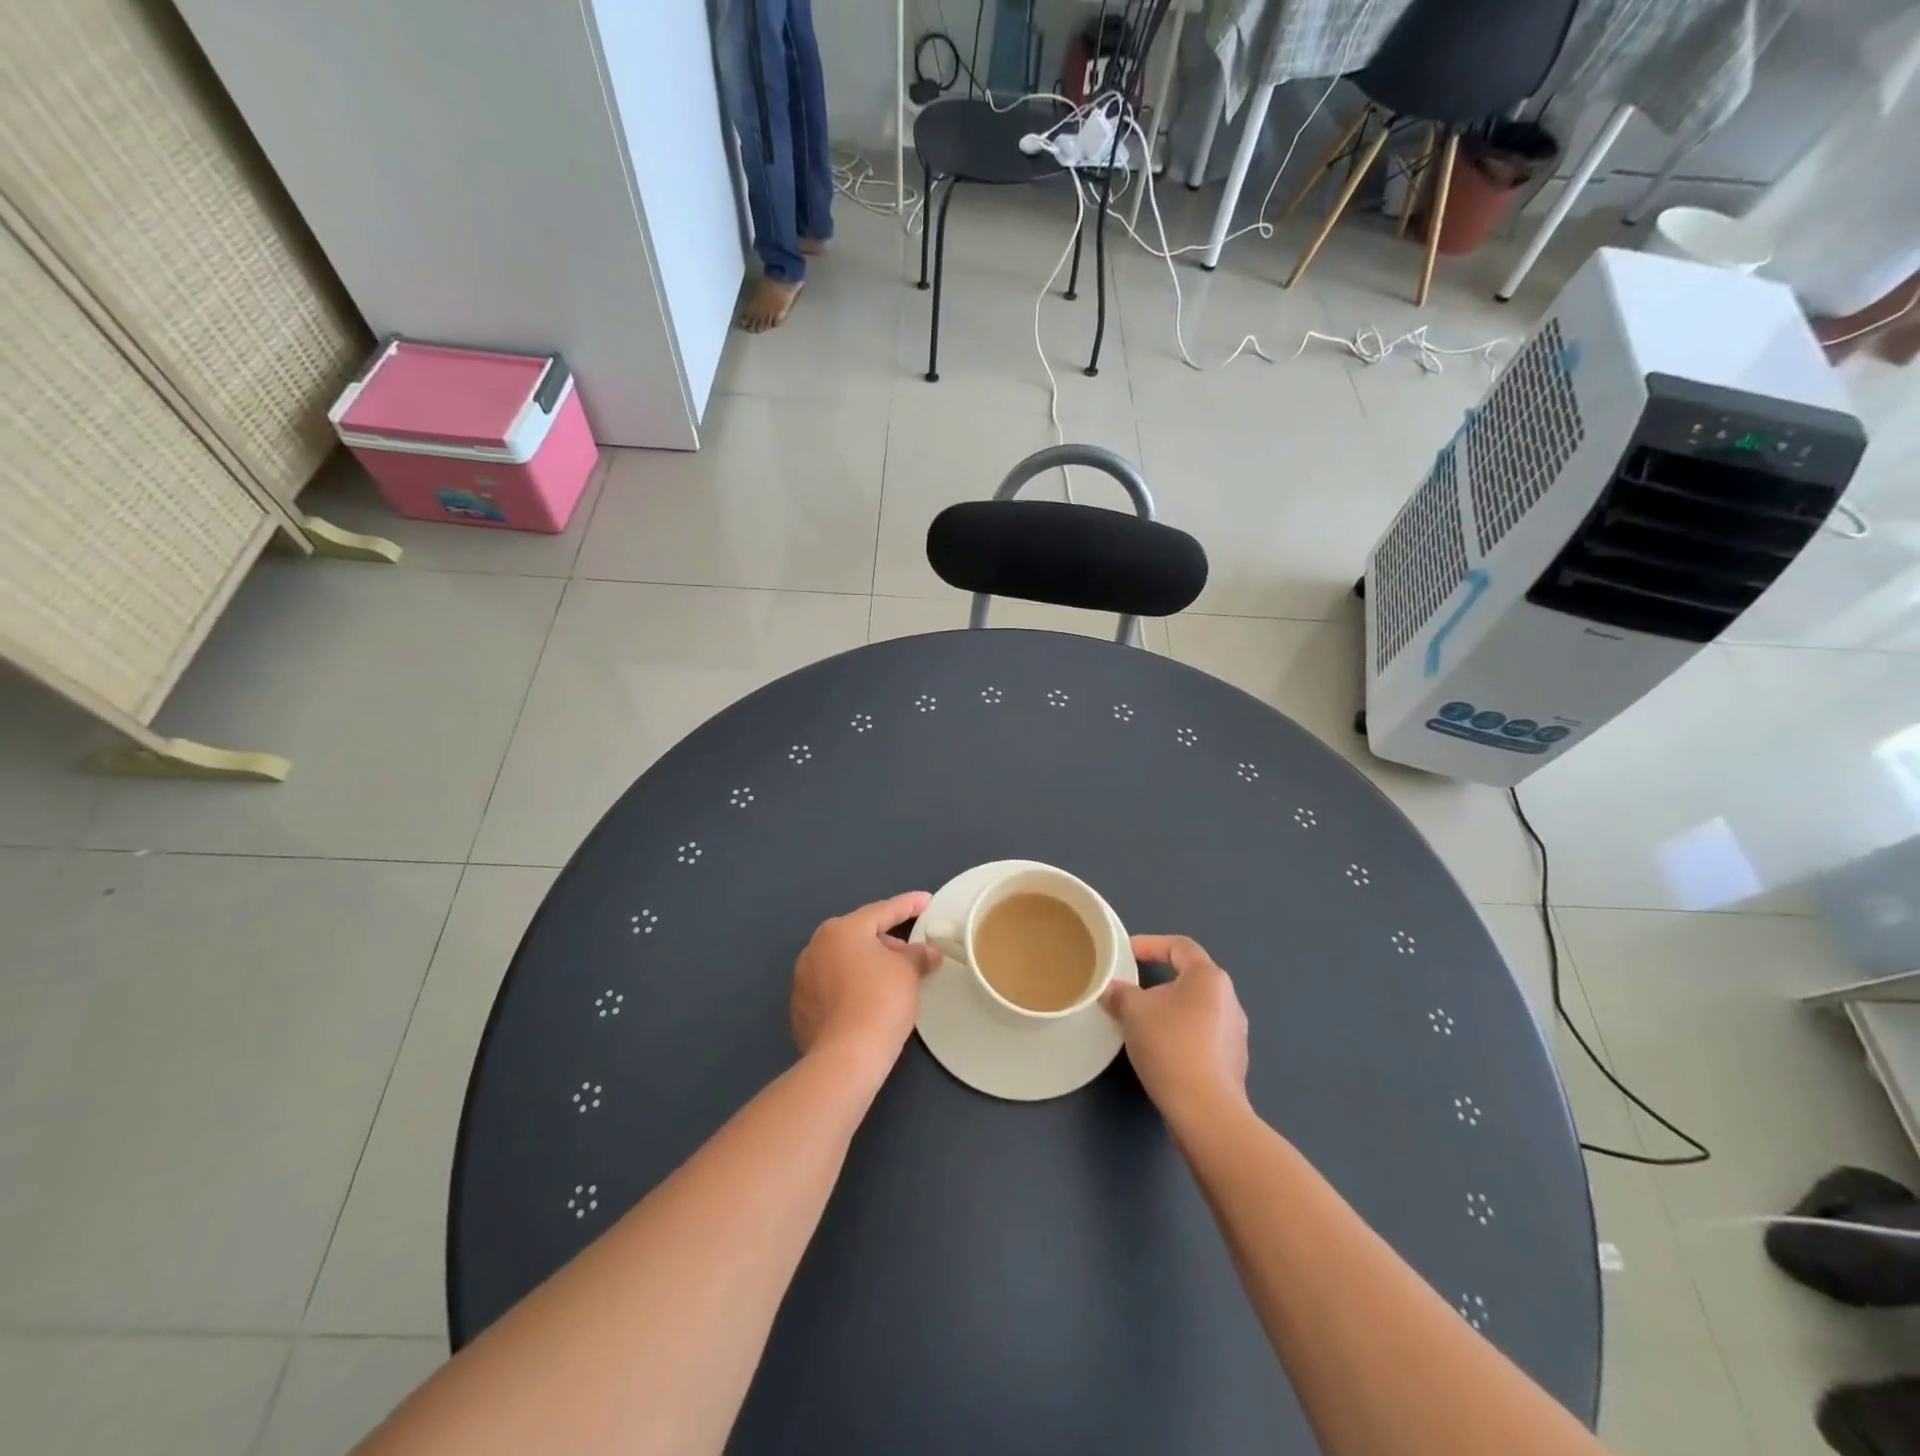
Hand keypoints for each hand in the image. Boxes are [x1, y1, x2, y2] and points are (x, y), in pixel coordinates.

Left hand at [792, 892, 941, 1074]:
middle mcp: (816, 947)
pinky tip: (867, 1002)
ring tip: (890, 980)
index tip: (926, 901)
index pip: (882, 911)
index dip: (908, 905)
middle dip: (886, 941)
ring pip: (842, 961)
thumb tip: (927, 952)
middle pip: (859, 935)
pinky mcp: (800, 1007)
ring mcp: (803, 978)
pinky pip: (832, 986)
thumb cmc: (881, 1001)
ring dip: (866, 965)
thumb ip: (918, 955)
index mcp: (842, 930)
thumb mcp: (908, 972)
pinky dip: (850, 987)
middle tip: (910, 953)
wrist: (846, 1057)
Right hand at [1103, 934, 1249, 1127]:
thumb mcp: (1133, 1011)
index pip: (1179, 946)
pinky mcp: (1234, 1062)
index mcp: (1208, 977)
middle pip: (1189, 978)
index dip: (1150, 944)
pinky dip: (1181, 1035)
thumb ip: (1120, 993)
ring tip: (1143, 1023)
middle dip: (1158, 981)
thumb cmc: (1170, 1045)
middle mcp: (1229, 999)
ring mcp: (1236, 1033)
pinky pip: (1202, 1036)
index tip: (1126, 954)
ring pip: (1196, 1009)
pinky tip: (1162, 1052)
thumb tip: (1112, 990)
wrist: (1206, 1110)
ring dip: (1170, 1010)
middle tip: (1131, 991)